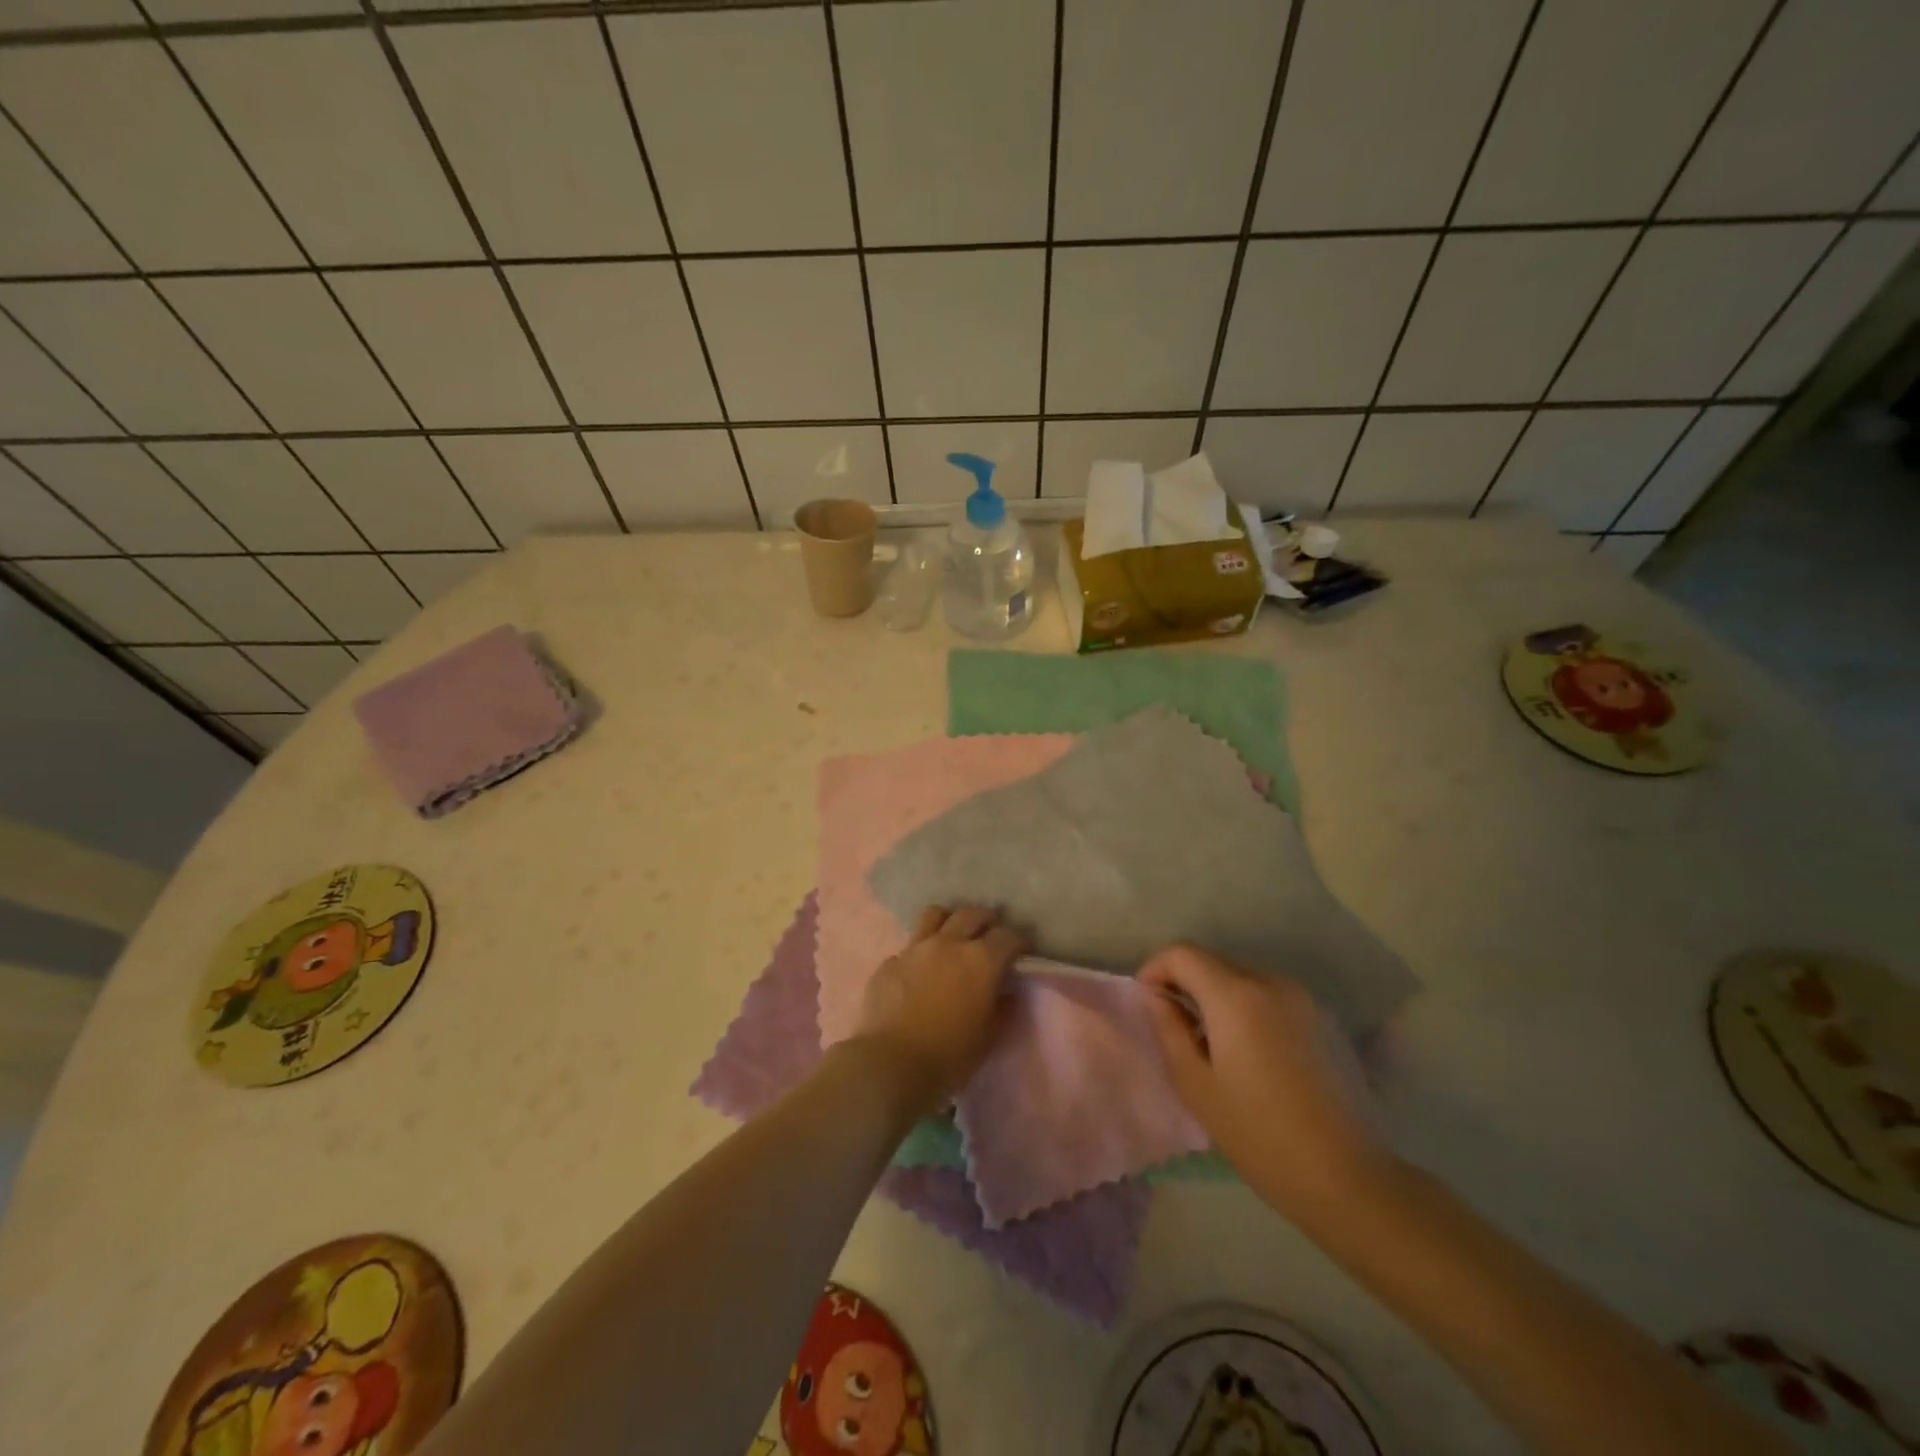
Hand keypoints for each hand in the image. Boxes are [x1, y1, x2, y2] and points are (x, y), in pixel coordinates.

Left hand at [851, 905, 1025, 1117]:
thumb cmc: (950, 1055)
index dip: (1018, 943)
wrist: (891, 1064)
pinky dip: (921, 952)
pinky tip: (920, 972)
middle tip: (989, 938)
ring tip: (953, 938)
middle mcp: (949, 943)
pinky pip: (910, 946)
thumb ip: (1003, 1008)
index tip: (1021, 954)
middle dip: (986, 922)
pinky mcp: (890, 961)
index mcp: (981, 960)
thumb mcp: (989, 1037)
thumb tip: (1007, 992)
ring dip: (950, 922)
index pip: (1008, 936)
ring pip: (936, 914)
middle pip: (972, 914)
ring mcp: (916, 948)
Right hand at [1140, 944, 1393, 1221]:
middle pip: (1215, 961)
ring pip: (1245, 977)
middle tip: (1176, 1025)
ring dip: (1220, 995)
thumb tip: (1157, 998)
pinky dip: (1251, 1008)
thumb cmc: (1259, 1135)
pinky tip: (1254, 1053)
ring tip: (1214, 1042)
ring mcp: (1304, 999)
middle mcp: (1272, 982)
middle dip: (1187, 982)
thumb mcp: (1196, 1086)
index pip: (1183, 953)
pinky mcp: (1326, 1019)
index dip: (1156, 969)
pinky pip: (1273, 996)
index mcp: (1236, 996)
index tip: (1148, 1002)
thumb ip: (1169, 1030)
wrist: (1348, 1178)